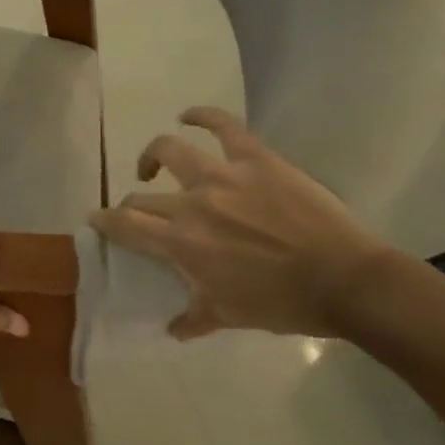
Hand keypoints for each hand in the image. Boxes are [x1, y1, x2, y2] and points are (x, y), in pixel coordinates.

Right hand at [88, 107, 390, 339]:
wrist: (348, 282)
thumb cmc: (285, 304)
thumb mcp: (231, 316)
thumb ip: (195, 318)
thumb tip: (173, 329)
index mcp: (182, 243)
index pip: (125, 225)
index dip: (104, 220)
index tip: (96, 219)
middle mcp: (192, 204)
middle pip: (142, 197)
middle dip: (130, 205)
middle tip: (135, 212)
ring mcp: (224, 177)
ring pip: (169, 150)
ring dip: (153, 156)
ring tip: (153, 164)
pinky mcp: (256, 160)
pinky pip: (224, 127)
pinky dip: (202, 115)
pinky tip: (187, 115)